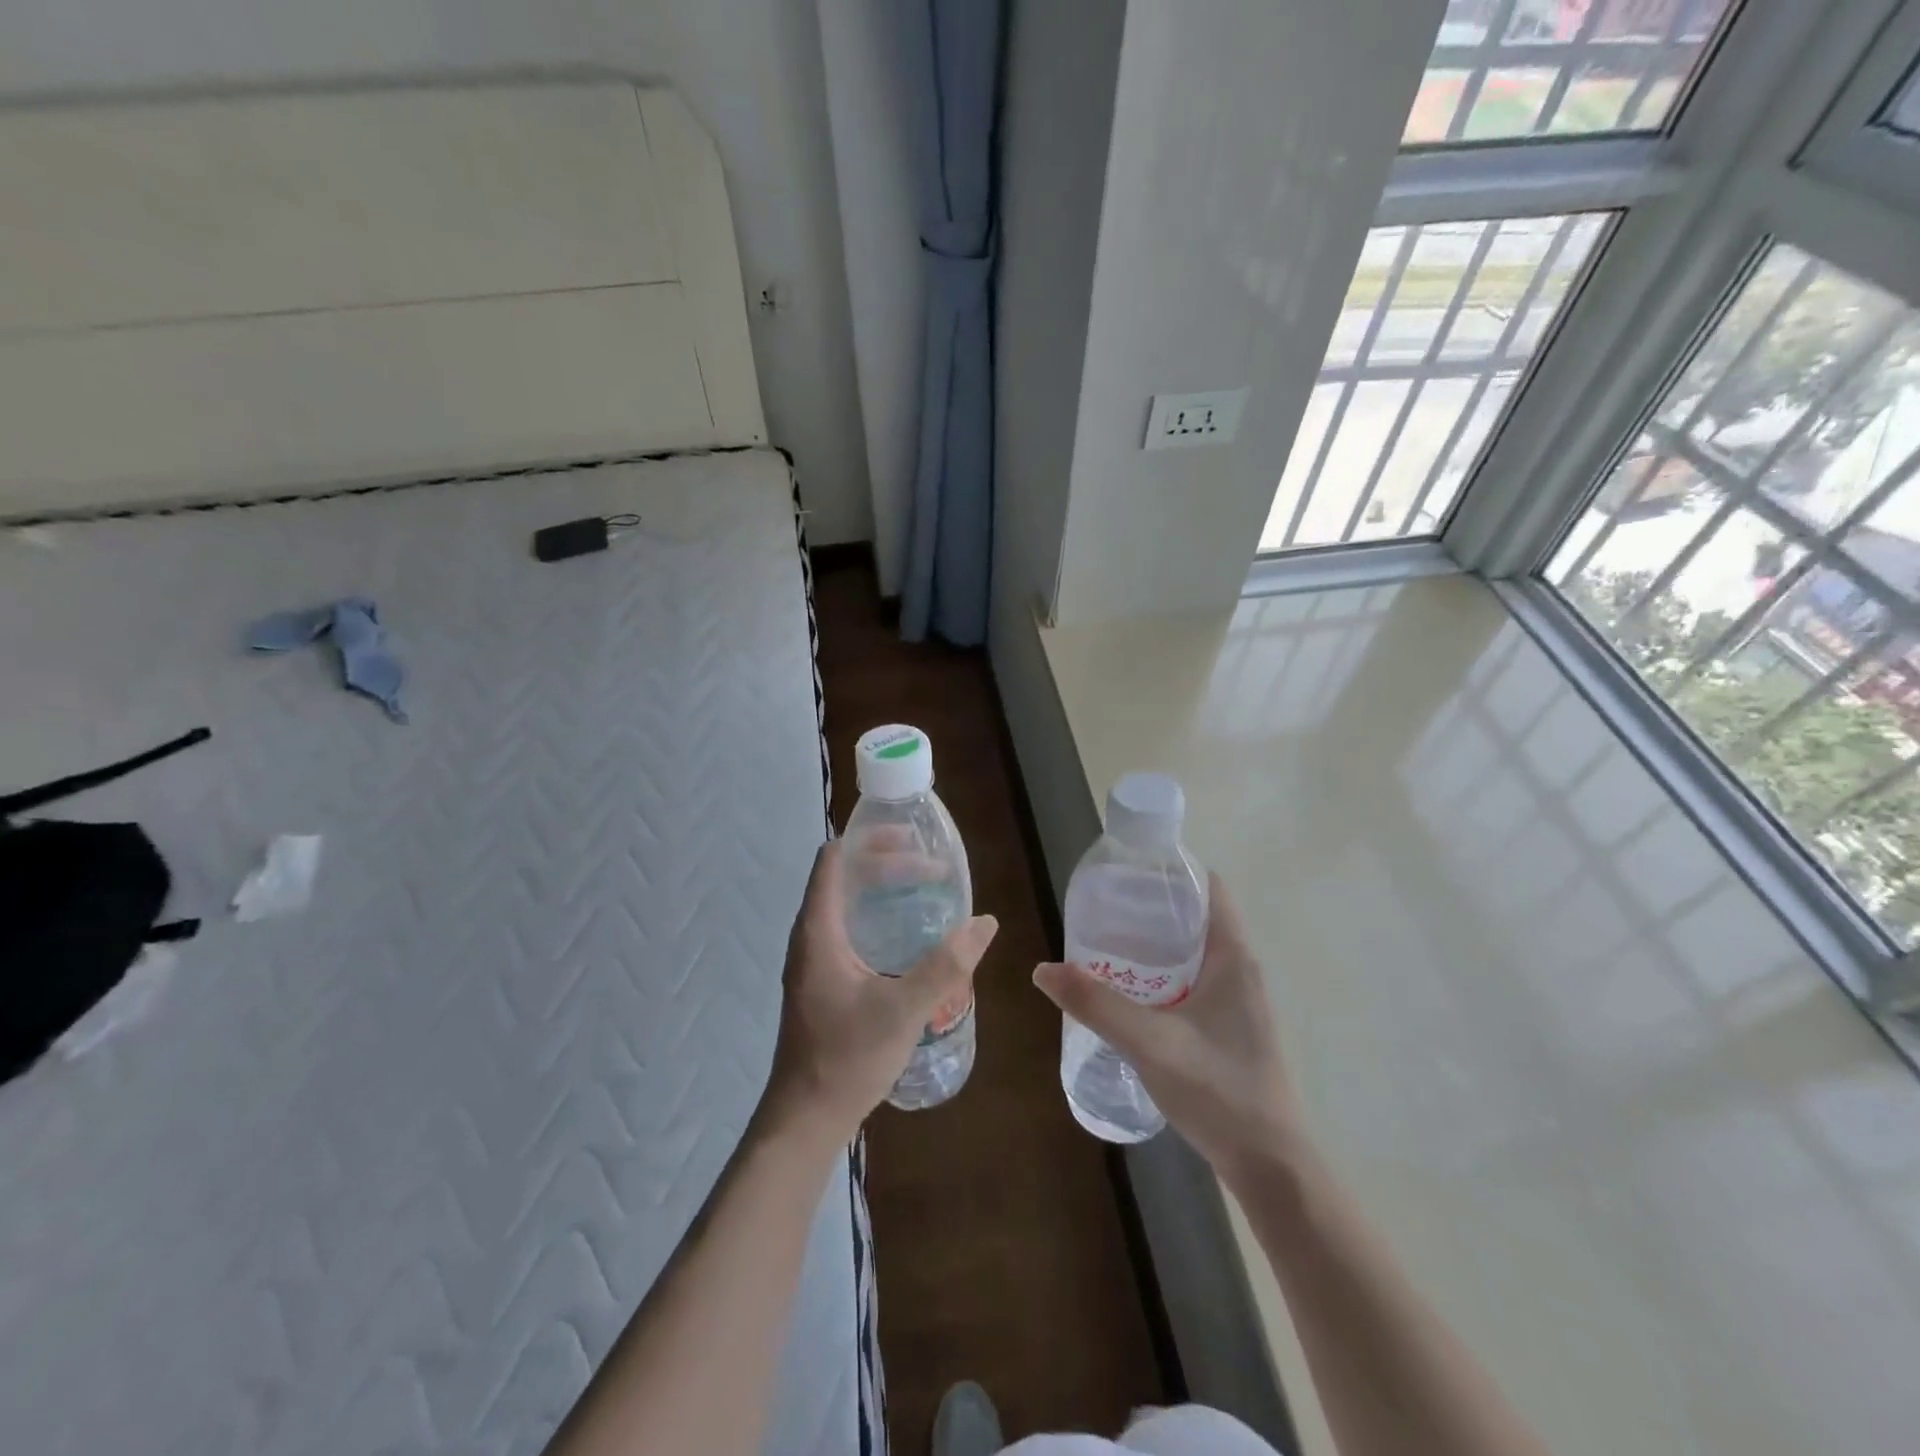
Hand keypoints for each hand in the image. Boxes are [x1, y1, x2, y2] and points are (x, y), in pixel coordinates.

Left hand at [762, 839, 997, 1147]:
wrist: (806, 1118)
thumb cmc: (847, 1058)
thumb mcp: (903, 1010)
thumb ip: (946, 965)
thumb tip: (986, 923)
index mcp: (818, 930)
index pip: (834, 860)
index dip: (869, 840)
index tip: (911, 839)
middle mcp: (811, 936)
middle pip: (844, 877)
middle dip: (886, 864)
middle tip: (932, 869)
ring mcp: (814, 959)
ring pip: (846, 904)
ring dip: (883, 890)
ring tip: (926, 892)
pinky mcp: (823, 979)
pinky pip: (849, 928)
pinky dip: (878, 917)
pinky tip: (909, 936)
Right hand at [1033, 875, 1298, 1181]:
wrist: (1272, 1168)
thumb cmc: (1220, 1092)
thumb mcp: (1151, 1043)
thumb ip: (1097, 1005)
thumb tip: (1043, 969)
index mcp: (1234, 957)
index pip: (1210, 888)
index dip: (1172, 870)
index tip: (1128, 869)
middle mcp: (1241, 971)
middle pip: (1197, 917)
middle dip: (1152, 906)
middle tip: (1104, 907)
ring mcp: (1240, 1002)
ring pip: (1194, 952)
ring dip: (1156, 943)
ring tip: (1108, 943)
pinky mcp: (1231, 1029)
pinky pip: (1194, 982)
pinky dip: (1163, 975)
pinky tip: (1131, 994)